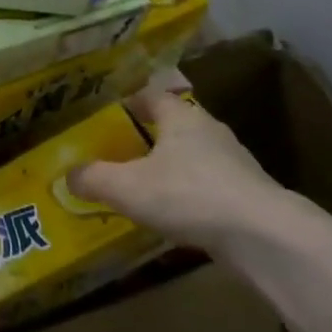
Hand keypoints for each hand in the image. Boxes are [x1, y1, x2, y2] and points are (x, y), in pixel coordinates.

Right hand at [68, 80, 300, 254]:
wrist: (264, 236)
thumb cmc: (188, 195)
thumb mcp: (127, 187)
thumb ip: (93, 178)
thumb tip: (68, 175)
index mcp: (181, 117)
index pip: (152, 96)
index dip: (129, 102)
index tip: (109, 113)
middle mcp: (210, 131)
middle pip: (174, 125)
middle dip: (149, 135)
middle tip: (120, 150)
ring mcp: (235, 163)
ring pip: (194, 156)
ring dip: (172, 166)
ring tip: (145, 185)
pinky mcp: (249, 194)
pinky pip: (210, 185)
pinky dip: (191, 194)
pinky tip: (176, 214)